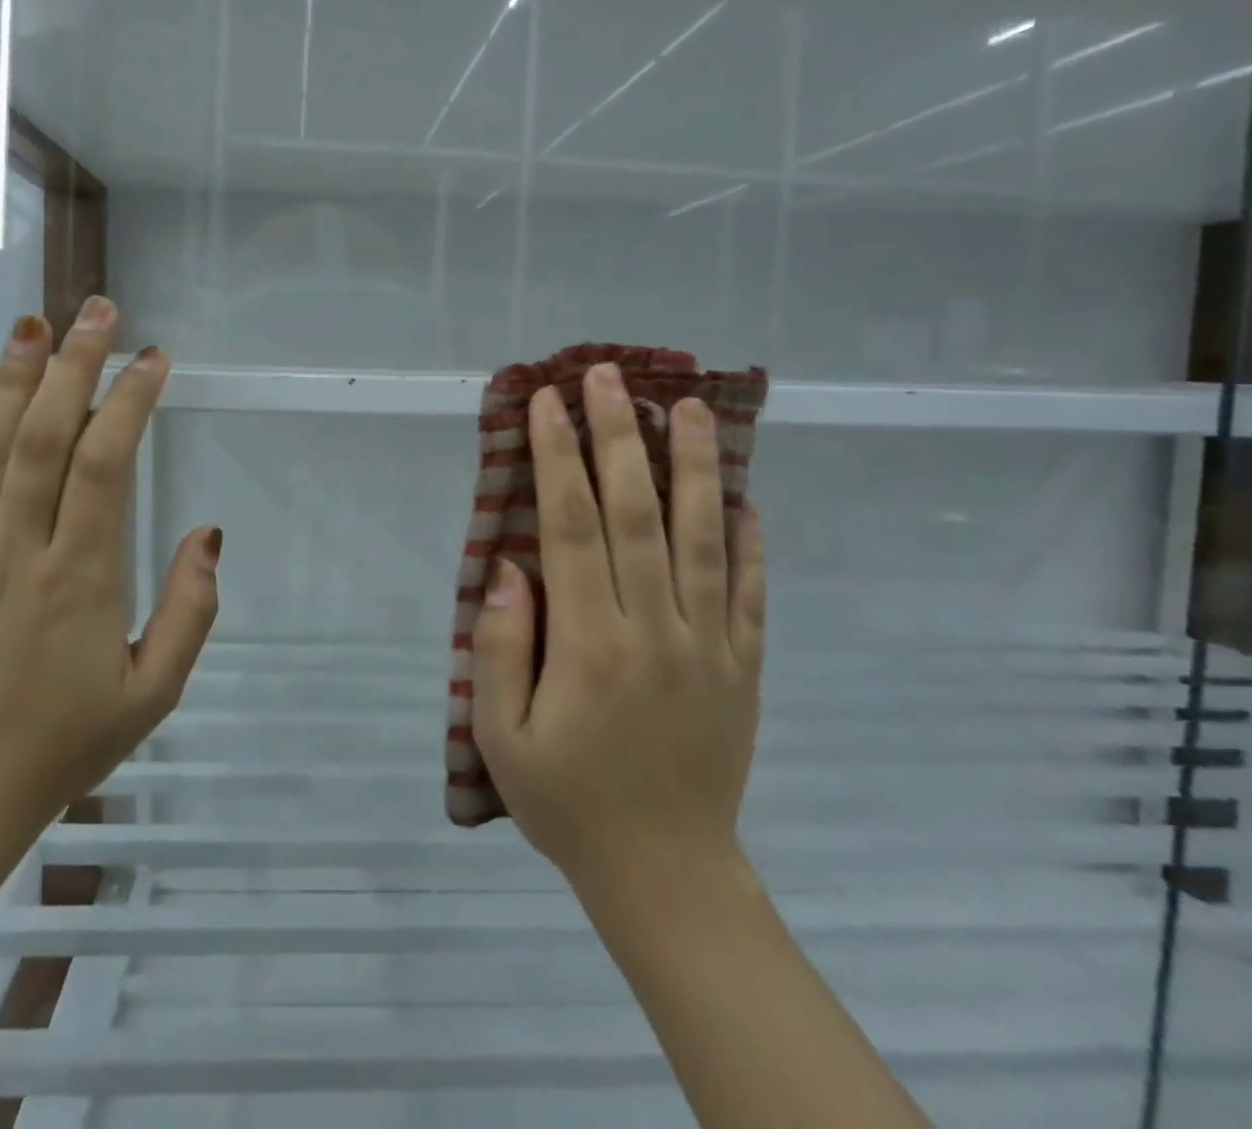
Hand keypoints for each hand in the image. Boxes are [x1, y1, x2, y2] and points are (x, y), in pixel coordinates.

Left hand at [0, 298, 221, 864]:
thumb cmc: (67, 742)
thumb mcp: (154, 691)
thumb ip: (190, 610)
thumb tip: (208, 534)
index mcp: (79, 580)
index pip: (105, 466)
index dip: (130, 403)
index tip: (154, 359)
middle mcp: (16, 554)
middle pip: (44, 440)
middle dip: (73, 367)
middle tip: (95, 310)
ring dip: (10, 384)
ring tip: (30, 326)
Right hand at [470, 365, 763, 889]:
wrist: (667, 874)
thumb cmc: (567, 802)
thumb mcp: (502, 737)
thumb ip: (501, 648)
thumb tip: (512, 569)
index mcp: (590, 645)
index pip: (571, 528)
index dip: (557, 459)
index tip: (548, 403)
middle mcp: (655, 631)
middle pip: (638, 514)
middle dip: (620, 437)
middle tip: (611, 376)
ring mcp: (711, 646)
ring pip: (703, 538)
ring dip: (694, 466)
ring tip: (688, 407)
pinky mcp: (745, 667)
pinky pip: (750, 591)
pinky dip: (747, 539)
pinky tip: (743, 495)